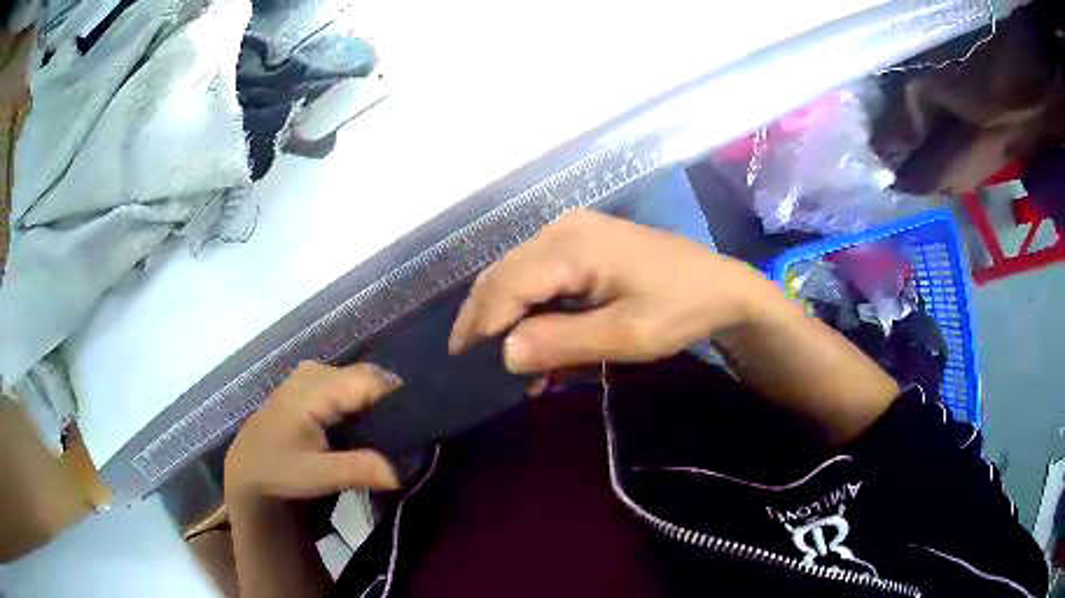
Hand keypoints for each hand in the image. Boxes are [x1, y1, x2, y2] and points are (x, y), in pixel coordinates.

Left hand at [224, 361, 400, 510]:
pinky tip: (365, 431)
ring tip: (388, 437)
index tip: (418, 431)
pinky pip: (347, 386)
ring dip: (377, 406)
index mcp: (316, 387)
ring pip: (359, 381)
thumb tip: (400, 472)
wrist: (247, 468)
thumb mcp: (314, 475)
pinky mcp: (310, 385)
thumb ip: (356, 469)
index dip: (399, 402)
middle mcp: (316, 371)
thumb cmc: (277, 470)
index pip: (373, 381)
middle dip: (390, 405)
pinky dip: (361, 405)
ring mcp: (311, 375)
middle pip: (368, 378)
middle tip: (406, 439)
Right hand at [448, 210, 775, 372]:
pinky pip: (538, 274)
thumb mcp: (627, 336)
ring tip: (503, 360)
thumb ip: (562, 341)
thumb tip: (503, 352)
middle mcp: (562, 229)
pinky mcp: (580, 243)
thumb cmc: (680, 309)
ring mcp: (571, 232)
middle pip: (502, 274)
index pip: (506, 284)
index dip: (481, 324)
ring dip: (505, 316)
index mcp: (572, 245)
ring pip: (515, 274)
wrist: (721, 287)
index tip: (465, 364)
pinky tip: (534, 339)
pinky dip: (528, 307)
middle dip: (483, 319)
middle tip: (471, 364)